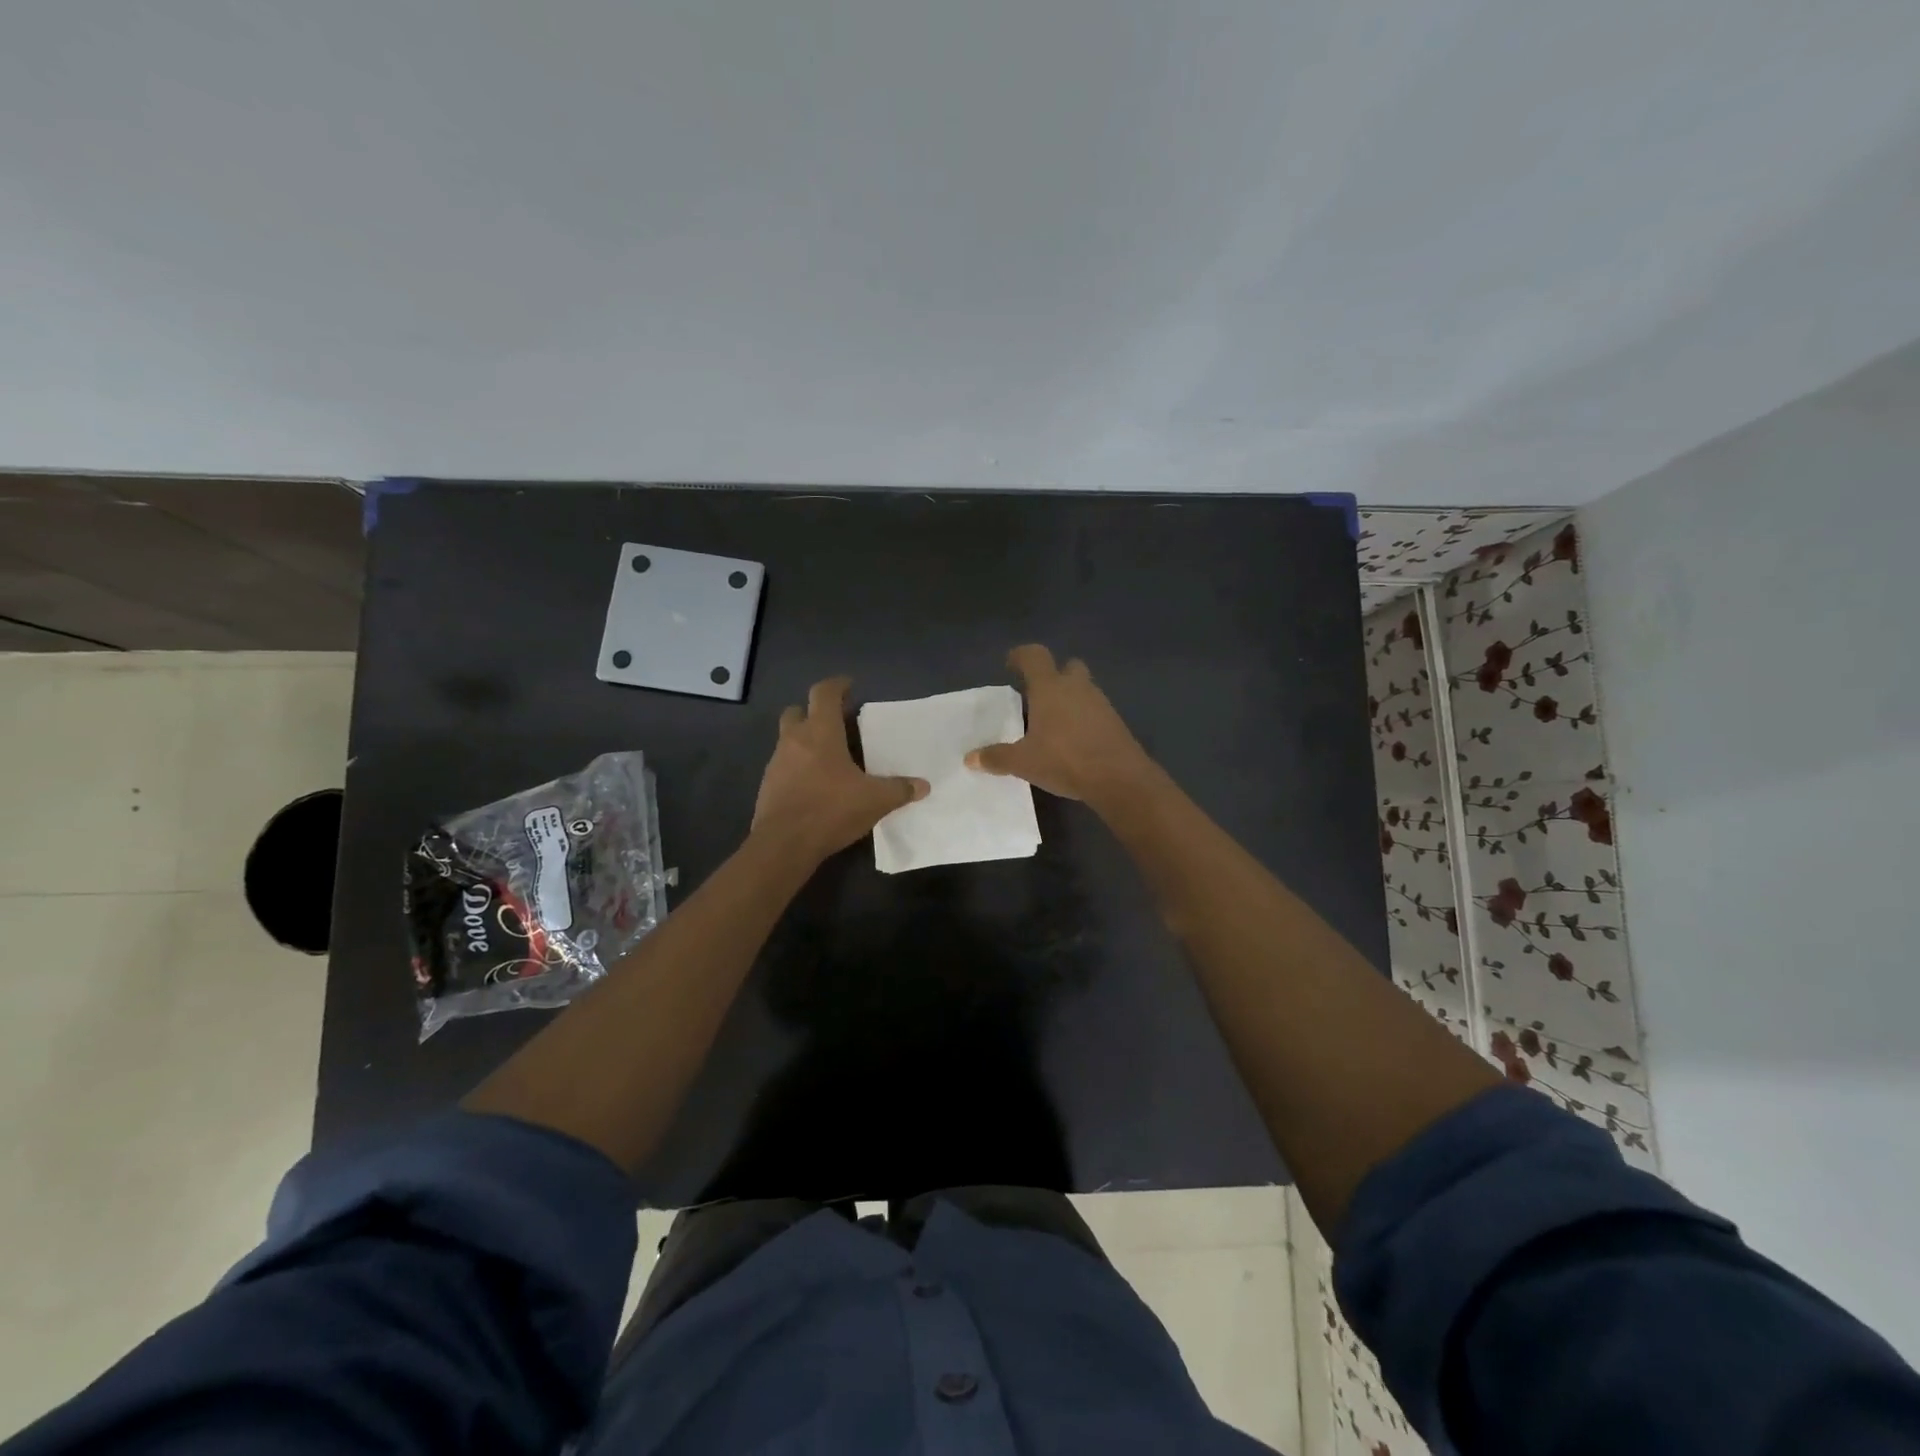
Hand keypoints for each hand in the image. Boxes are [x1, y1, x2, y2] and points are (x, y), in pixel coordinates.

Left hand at [752, 676, 927, 861]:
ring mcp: (777, 762)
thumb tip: (923, 786)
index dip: (837, 685)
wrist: (784, 844)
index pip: (823, 693)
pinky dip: (798, 766)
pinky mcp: (768, 785)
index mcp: (820, 732)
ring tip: (830, 757)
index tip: (849, 687)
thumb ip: (900, 790)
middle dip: (814, 712)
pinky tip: (815, 784)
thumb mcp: (874, 800)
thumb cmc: (830, 809)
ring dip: (806, 741)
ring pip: (789, 739)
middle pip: (798, 711)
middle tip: (837, 723)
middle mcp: (794, 740)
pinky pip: (784, 765)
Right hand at [966, 645, 1154, 808]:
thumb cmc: (1065, 760)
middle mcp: (1076, 687)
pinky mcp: (1115, 721)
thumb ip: (996, 757)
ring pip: (1082, 689)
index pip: (1034, 656)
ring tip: (1051, 723)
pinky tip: (1072, 740)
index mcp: (1050, 687)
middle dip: (1052, 676)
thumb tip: (970, 758)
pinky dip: (1082, 717)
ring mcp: (1100, 702)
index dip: (1020, 655)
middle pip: (1066, 667)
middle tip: (1036, 696)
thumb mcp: (1024, 762)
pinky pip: (1094, 710)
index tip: (1010, 664)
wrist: (1119, 778)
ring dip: (1068, 698)